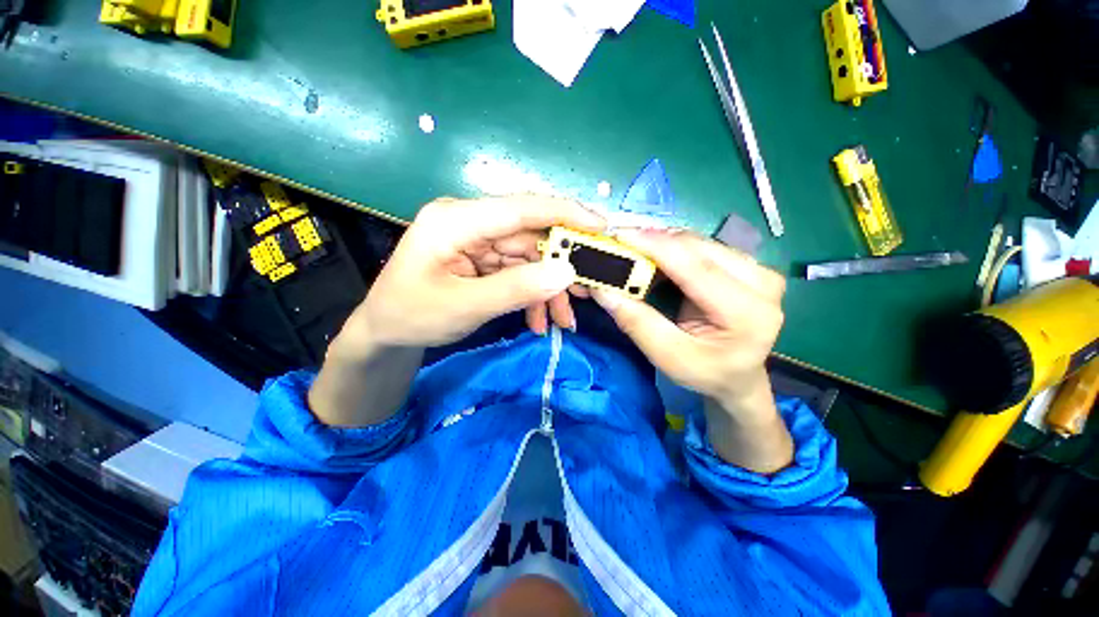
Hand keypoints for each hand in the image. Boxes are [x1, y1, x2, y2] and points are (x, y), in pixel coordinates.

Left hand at [310, 195, 603, 426]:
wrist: (384, 332)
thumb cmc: (412, 316)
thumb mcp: (466, 307)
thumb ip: (516, 289)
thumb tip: (566, 272)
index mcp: (456, 221)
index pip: (520, 208)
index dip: (564, 213)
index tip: (601, 225)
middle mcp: (470, 222)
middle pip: (530, 237)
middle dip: (559, 269)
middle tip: (586, 294)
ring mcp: (477, 240)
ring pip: (529, 259)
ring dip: (547, 290)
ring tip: (562, 321)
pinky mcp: (481, 257)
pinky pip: (517, 272)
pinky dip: (531, 295)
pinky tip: (538, 320)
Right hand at [592, 229, 791, 472]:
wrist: (738, 376)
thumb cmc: (705, 372)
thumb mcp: (667, 356)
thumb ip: (636, 322)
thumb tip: (602, 289)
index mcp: (748, 312)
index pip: (696, 267)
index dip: (656, 246)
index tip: (620, 235)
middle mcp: (762, 283)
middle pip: (698, 248)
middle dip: (655, 242)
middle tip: (620, 245)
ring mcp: (759, 270)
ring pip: (700, 242)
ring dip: (663, 244)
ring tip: (635, 251)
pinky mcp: (750, 265)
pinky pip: (704, 247)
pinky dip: (675, 248)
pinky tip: (657, 257)